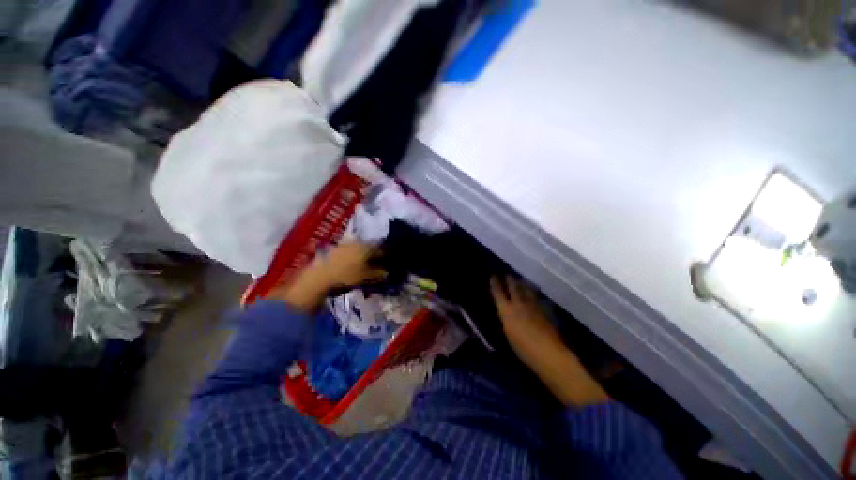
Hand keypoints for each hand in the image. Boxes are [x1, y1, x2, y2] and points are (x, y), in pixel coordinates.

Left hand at [307, 242, 386, 288]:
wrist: (321, 274)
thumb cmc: (347, 275)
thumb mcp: (365, 276)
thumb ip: (377, 273)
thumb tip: (386, 272)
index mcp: (367, 247)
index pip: (381, 248)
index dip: (386, 255)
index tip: (388, 260)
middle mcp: (358, 242)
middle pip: (371, 246)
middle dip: (375, 253)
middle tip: (378, 261)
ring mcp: (347, 243)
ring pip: (361, 246)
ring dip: (365, 253)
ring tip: (366, 262)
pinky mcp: (338, 247)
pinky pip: (351, 248)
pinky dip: (355, 253)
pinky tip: (354, 261)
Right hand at [491, 276, 562, 358]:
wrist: (547, 351)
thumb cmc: (522, 347)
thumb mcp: (508, 333)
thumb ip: (506, 319)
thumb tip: (506, 313)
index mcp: (506, 310)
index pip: (498, 292)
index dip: (495, 283)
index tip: (493, 275)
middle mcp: (518, 303)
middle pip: (513, 287)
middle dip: (510, 280)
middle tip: (508, 274)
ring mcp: (533, 305)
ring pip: (527, 290)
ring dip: (523, 284)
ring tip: (521, 280)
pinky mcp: (544, 310)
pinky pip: (537, 298)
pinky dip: (534, 294)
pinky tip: (535, 294)